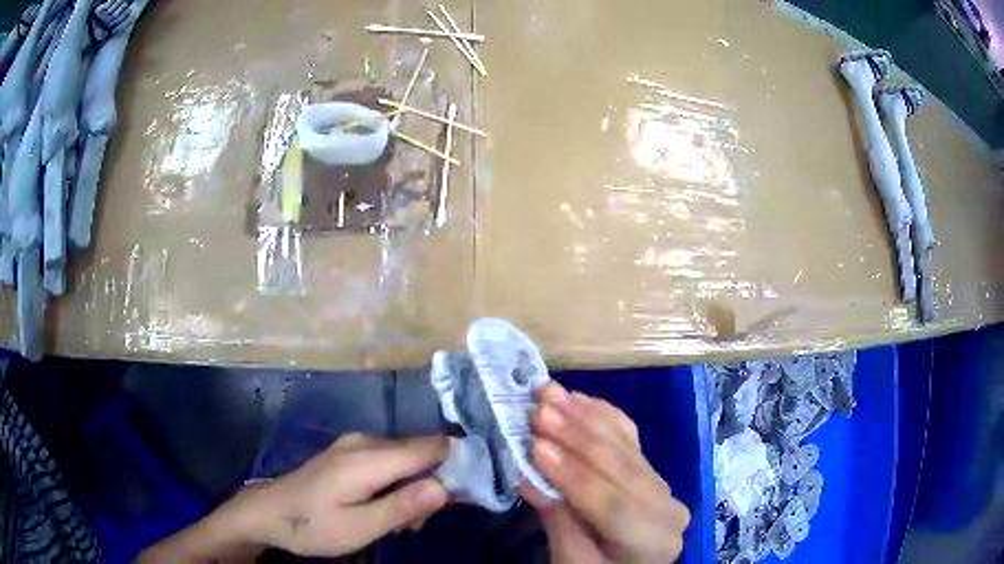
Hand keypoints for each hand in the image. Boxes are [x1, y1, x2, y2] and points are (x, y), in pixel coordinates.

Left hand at [250, 434, 448, 555]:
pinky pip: (390, 461)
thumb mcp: (360, 527)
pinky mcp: (350, 452)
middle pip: (423, 452)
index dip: (458, 465)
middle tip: (419, 521)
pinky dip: (398, 484)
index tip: (468, 495)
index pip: (433, 446)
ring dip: (415, 487)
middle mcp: (367, 441)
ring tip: (401, 522)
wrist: (268, 512)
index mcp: (370, 458)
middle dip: (433, 484)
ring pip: (408, 458)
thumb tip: (446, 486)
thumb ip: (403, 506)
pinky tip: (384, 508)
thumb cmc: (313, 525)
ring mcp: (356, 444)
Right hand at [523, 383, 689, 563]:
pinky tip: (578, 399)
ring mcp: (664, 485)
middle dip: (577, 436)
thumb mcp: (572, 562)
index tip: (534, 446)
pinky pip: (630, 438)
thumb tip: (529, 475)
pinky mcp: (652, 471)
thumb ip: (558, 521)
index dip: (573, 474)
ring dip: (586, 417)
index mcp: (654, 540)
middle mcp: (668, 507)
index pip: (612, 504)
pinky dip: (603, 416)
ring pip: (626, 446)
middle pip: (621, 468)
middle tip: (539, 409)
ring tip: (551, 394)